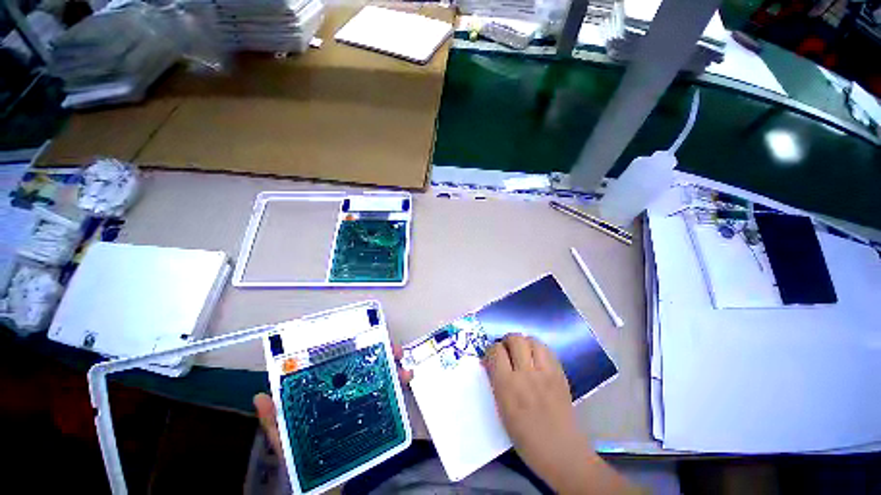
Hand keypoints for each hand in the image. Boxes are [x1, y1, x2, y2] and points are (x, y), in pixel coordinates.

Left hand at [254, 343, 411, 457]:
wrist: (323, 484)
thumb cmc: (303, 457)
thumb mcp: (287, 439)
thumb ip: (275, 420)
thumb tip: (261, 397)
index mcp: (328, 389)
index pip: (343, 361)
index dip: (355, 347)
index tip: (367, 339)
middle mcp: (348, 388)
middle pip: (368, 363)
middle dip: (383, 352)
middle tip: (394, 350)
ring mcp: (364, 399)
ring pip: (383, 375)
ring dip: (395, 366)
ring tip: (404, 368)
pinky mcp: (377, 412)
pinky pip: (391, 394)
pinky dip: (400, 384)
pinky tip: (406, 380)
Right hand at [483, 335, 636, 494]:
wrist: (562, 451)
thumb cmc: (526, 437)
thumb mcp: (502, 410)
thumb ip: (496, 382)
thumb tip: (491, 362)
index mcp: (507, 386)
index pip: (496, 351)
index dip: (492, 350)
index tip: (492, 357)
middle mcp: (526, 374)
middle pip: (515, 339)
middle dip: (507, 341)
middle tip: (507, 351)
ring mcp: (546, 373)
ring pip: (532, 340)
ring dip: (524, 342)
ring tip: (522, 352)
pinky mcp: (560, 374)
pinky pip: (547, 350)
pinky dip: (538, 349)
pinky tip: (536, 358)